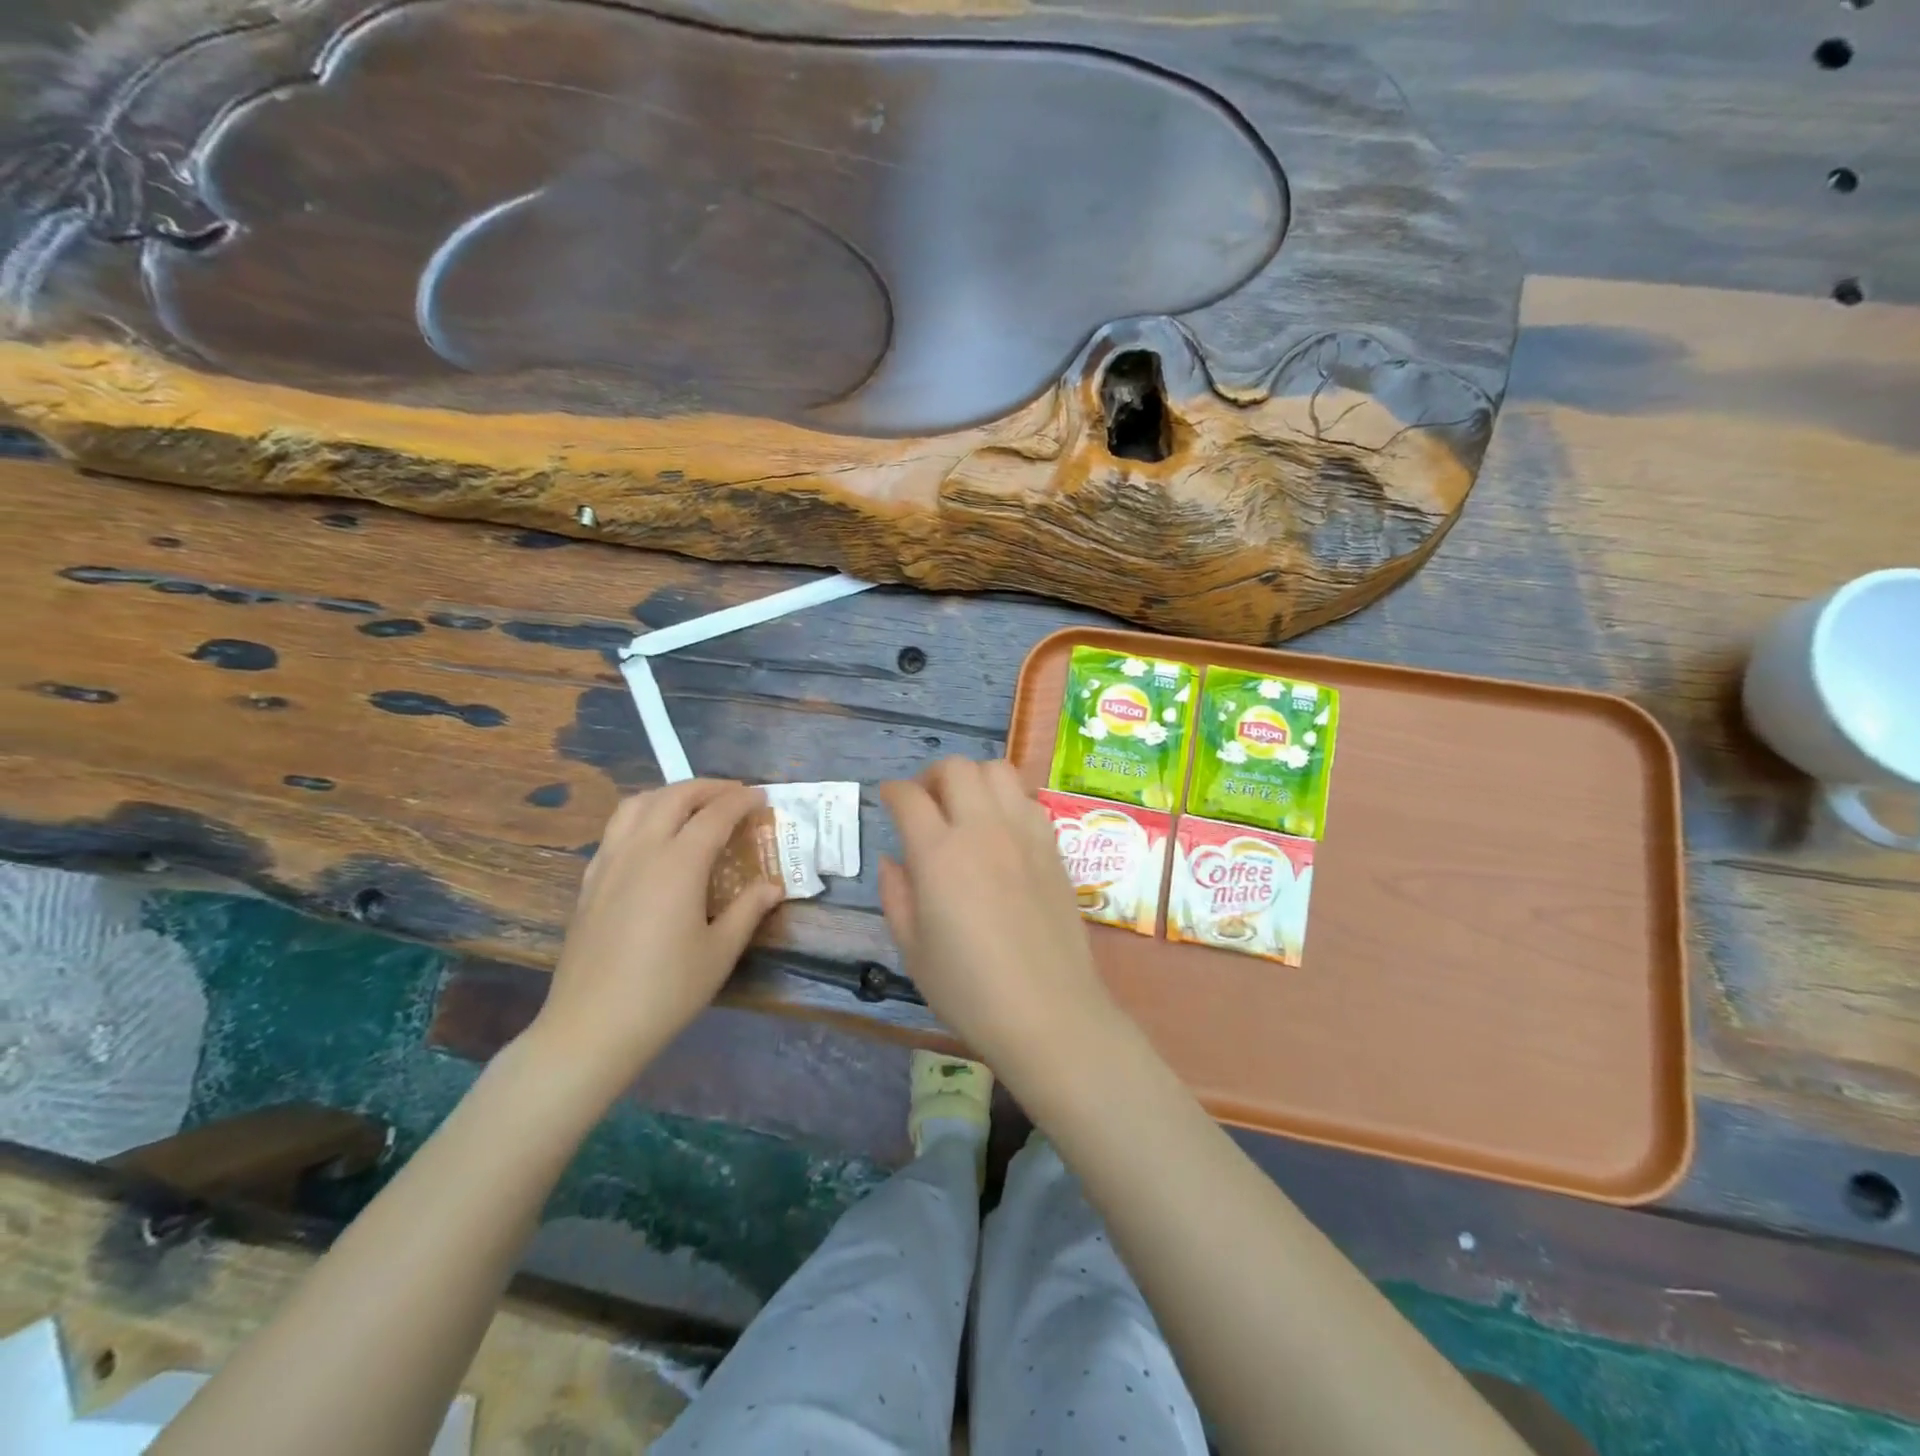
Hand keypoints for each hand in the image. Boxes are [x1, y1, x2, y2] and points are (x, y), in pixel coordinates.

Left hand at [532, 780, 783, 1090]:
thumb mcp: (720, 952)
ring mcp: (609, 863)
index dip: (741, 801)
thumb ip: (748, 910)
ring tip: (693, 805)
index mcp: (678, 864)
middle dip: (707, 787)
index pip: (715, 815)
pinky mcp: (590, 881)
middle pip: (674, 797)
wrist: (591, 1027)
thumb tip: (772, 886)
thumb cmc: (666, 991)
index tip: (761, 797)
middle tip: (733, 795)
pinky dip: (643, 815)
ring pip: (637, 804)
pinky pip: (616, 829)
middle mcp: (641, 851)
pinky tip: (653, 838)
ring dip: (670, 794)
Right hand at [879, 758, 1116, 1078]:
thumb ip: (896, 895)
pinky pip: (1027, 799)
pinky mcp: (1053, 846)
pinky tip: (1001, 830)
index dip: (893, 792)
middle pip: (956, 767)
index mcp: (939, 854)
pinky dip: (1007, 800)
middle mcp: (982, 830)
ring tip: (965, 808)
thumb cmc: (969, 990)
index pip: (910, 798)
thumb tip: (893, 860)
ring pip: (997, 771)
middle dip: (932, 776)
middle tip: (925, 802)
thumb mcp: (913, 950)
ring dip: (973, 779)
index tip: (888, 800)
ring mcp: (1024, 833)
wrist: (1048, 1012)